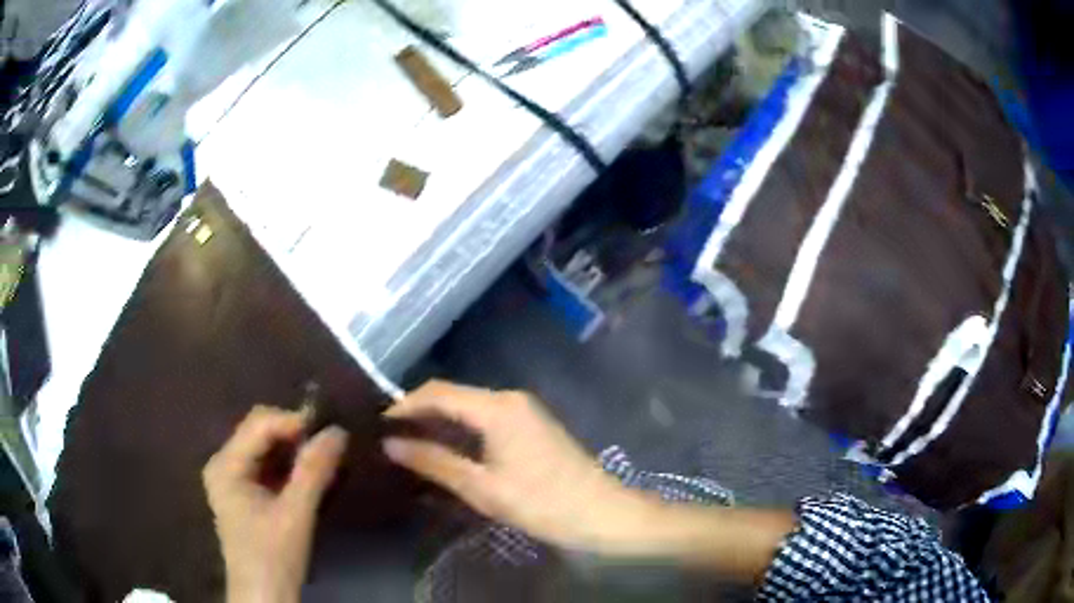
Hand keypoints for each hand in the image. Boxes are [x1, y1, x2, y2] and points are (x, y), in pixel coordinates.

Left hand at [203, 406, 348, 602]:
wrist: (265, 597)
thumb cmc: (273, 557)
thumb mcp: (295, 514)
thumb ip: (313, 471)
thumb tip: (338, 431)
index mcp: (225, 464)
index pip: (259, 423)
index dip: (294, 421)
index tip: (331, 431)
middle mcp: (224, 463)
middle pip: (260, 432)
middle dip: (295, 435)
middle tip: (331, 445)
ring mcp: (232, 479)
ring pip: (266, 449)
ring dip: (295, 451)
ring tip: (326, 458)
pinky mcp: (244, 494)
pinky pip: (268, 467)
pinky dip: (290, 467)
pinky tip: (311, 475)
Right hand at [382, 381, 646, 551]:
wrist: (601, 512)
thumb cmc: (541, 502)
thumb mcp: (481, 487)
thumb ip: (434, 462)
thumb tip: (390, 444)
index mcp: (497, 407)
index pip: (438, 392)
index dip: (404, 405)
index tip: (377, 424)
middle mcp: (509, 398)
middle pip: (453, 395)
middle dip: (419, 413)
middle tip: (389, 437)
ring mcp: (523, 409)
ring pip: (468, 406)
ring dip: (439, 422)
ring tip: (408, 443)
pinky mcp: (531, 423)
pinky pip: (485, 417)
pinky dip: (460, 429)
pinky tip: (445, 448)